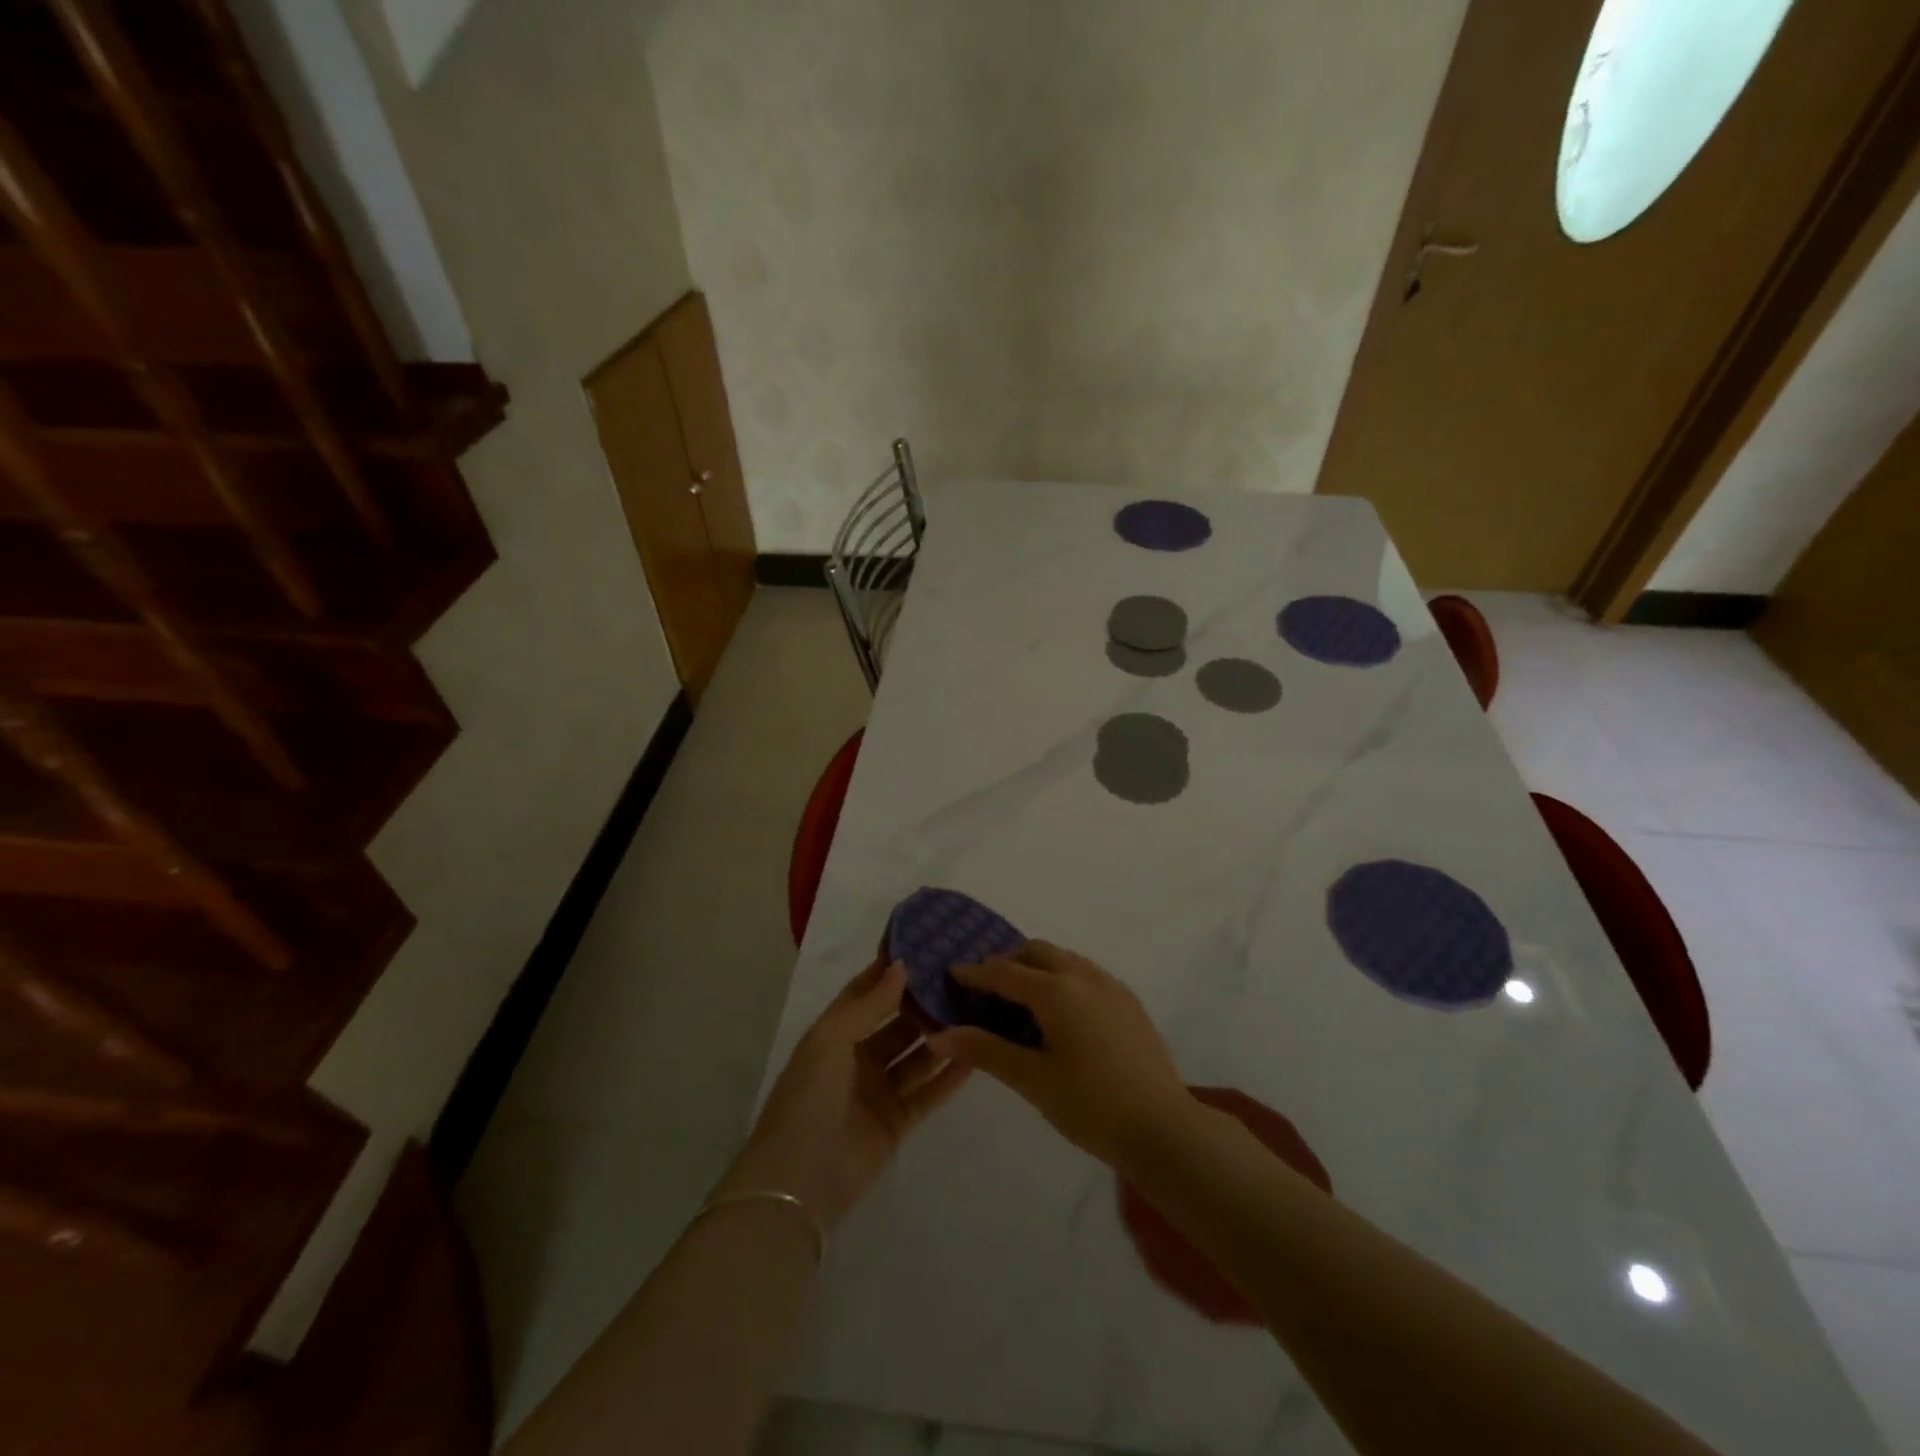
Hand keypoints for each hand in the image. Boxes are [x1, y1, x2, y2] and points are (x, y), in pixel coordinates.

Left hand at [716, 956, 968, 1228]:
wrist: (799, 1183)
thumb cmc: (808, 1099)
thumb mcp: (830, 1041)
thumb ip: (869, 1005)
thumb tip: (902, 965)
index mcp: (833, 1035)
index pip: (865, 993)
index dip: (890, 971)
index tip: (923, 946)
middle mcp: (856, 1059)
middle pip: (895, 1023)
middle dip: (922, 1003)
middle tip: (960, 979)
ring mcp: (877, 1091)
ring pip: (915, 1056)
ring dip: (938, 1036)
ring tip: (974, 1011)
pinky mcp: (897, 1123)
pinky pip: (927, 1093)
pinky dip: (948, 1076)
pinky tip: (974, 1055)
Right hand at [926, 941, 1192, 1169]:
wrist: (1164, 1128)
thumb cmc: (1090, 1105)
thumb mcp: (1032, 1080)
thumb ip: (985, 1051)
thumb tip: (939, 1034)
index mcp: (1056, 991)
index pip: (1004, 972)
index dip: (975, 972)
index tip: (951, 973)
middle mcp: (1083, 976)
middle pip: (1036, 952)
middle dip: (1007, 961)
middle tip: (986, 986)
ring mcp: (1111, 986)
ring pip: (1065, 959)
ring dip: (1037, 966)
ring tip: (1021, 997)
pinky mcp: (1129, 1002)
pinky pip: (1086, 973)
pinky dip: (1062, 977)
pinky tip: (1060, 1012)